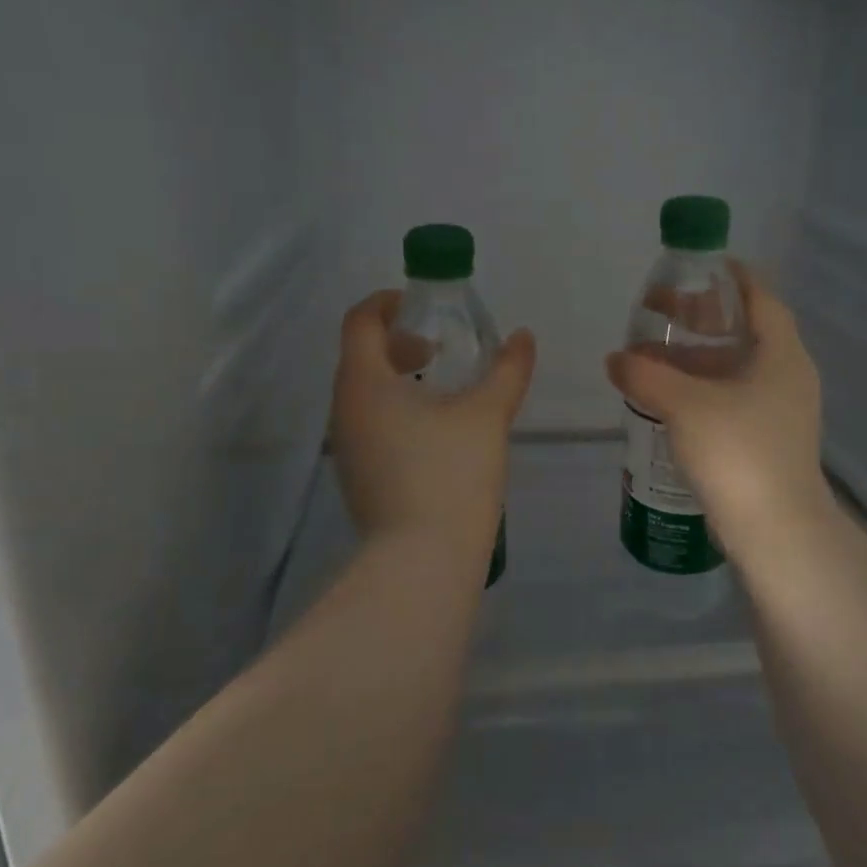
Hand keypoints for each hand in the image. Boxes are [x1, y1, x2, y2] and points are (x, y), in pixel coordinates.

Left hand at [330, 290, 535, 556]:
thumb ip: (507, 370)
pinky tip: (436, 432)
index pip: (360, 320)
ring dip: (399, 377)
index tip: (424, 307)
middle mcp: (343, 409)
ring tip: (445, 389)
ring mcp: (346, 446)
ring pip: (364, 392)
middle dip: (399, 341)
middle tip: (441, 347)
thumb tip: (523, 336)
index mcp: (364, 382)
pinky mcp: (357, 475)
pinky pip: (369, 423)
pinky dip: (396, 409)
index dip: (388, 302)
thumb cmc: (450, 475)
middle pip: (361, 354)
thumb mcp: (487, 415)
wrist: (421, 563)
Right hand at [605, 263, 833, 562]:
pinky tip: (668, 398)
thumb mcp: (686, 405)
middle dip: (701, 319)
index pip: (761, 297)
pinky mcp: (766, 439)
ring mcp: (780, 410)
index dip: (732, 277)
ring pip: (734, 368)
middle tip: (660, 311)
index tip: (698, 266)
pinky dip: (701, 388)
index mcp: (781, 354)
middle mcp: (787, 376)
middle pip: (744, 331)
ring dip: (696, 358)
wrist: (777, 532)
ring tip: (652, 355)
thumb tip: (616, 360)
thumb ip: (646, 376)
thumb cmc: (739, 452)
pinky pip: (731, 398)